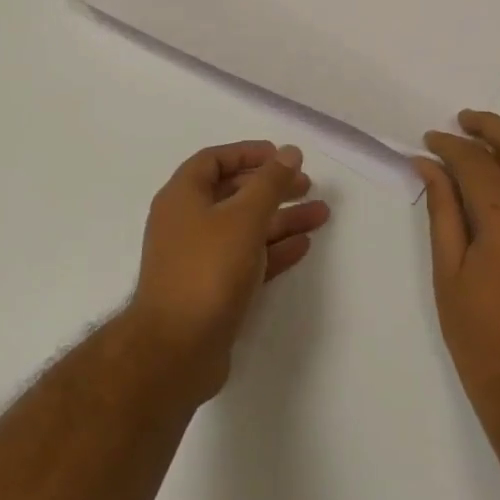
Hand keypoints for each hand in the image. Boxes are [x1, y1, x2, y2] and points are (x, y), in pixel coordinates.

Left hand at [130, 141, 330, 396]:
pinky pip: (247, 259)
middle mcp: (187, 223)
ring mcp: (199, 258)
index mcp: (182, 197)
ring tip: (321, 214)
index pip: (213, 160)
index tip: (281, 156)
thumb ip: (269, 183)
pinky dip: (273, 250)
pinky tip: (303, 245)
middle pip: (232, 194)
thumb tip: (289, 152)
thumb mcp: (243, 217)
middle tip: (307, 185)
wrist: (178, 347)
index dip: (247, 153)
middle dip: (271, 187)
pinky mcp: (212, 289)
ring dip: (281, 219)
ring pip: (245, 228)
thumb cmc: (208, 269)